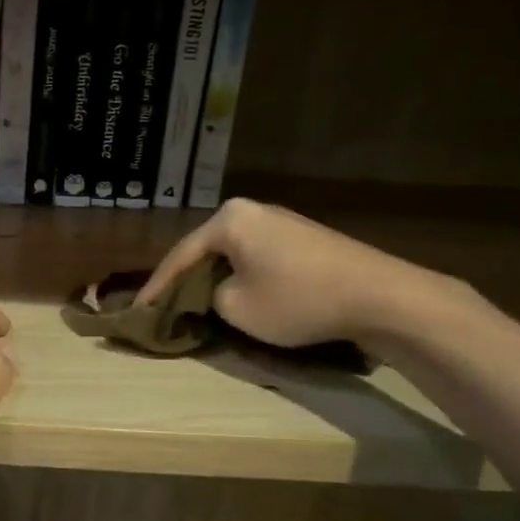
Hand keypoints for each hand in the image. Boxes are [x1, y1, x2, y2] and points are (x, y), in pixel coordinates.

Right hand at [137, 198, 438, 348]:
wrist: (381, 296)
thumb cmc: (298, 299)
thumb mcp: (236, 308)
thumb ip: (209, 297)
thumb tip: (214, 292)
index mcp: (229, 219)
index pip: (180, 255)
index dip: (157, 287)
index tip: (138, 310)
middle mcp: (253, 211)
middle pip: (205, 249)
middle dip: (185, 279)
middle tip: (163, 305)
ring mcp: (281, 222)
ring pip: (232, 253)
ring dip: (214, 279)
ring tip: (195, 303)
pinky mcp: (304, 239)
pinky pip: (257, 257)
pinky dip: (241, 277)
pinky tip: (237, 295)